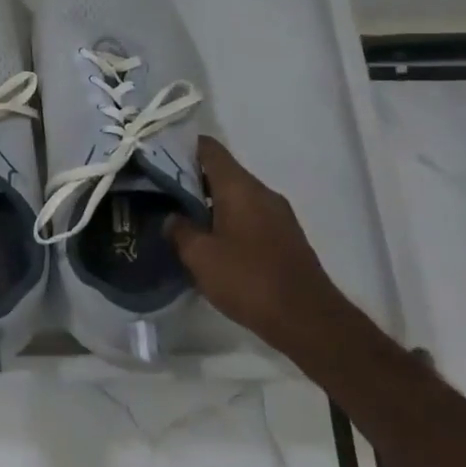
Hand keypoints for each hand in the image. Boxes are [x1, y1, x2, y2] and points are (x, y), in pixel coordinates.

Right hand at [165, 135, 346, 346]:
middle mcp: (262, 192)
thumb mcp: (200, 256)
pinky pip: (249, 215)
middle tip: (160, 190)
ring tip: (182, 217)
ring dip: (209, 203)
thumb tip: (172, 217)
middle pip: (222, 172)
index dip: (182, 146)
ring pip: (236, 196)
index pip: (209, 149)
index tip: (157, 155)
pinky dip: (228, 220)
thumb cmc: (249, 280)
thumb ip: (180, 231)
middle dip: (191, 179)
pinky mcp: (285, 237)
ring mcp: (278, 215)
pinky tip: (211, 242)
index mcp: (240, 187)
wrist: (308, 320)